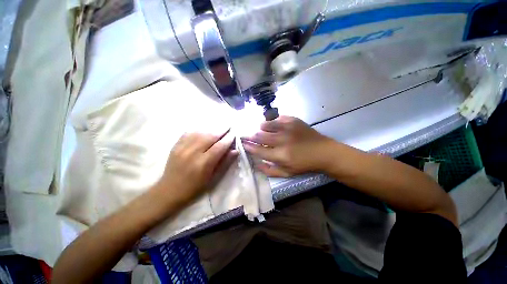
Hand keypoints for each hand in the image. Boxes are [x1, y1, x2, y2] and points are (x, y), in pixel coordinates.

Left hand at [155, 129, 236, 204]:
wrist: (169, 191)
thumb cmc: (195, 187)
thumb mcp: (213, 178)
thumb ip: (225, 163)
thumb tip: (235, 150)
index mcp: (204, 163)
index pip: (219, 146)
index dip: (228, 139)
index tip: (234, 134)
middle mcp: (193, 153)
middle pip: (210, 136)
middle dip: (221, 130)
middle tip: (228, 127)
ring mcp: (182, 148)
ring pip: (200, 132)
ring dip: (211, 129)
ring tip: (218, 128)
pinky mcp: (175, 146)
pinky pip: (188, 133)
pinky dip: (198, 130)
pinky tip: (204, 130)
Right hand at [242, 116, 333, 176]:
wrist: (323, 152)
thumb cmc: (304, 164)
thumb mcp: (287, 173)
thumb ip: (269, 170)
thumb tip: (256, 164)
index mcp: (280, 155)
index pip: (258, 150)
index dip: (248, 146)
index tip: (243, 143)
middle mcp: (282, 140)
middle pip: (259, 135)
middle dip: (251, 136)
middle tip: (248, 136)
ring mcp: (288, 128)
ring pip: (265, 124)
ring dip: (261, 128)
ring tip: (262, 131)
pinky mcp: (293, 120)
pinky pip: (276, 118)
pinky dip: (272, 122)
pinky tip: (275, 126)